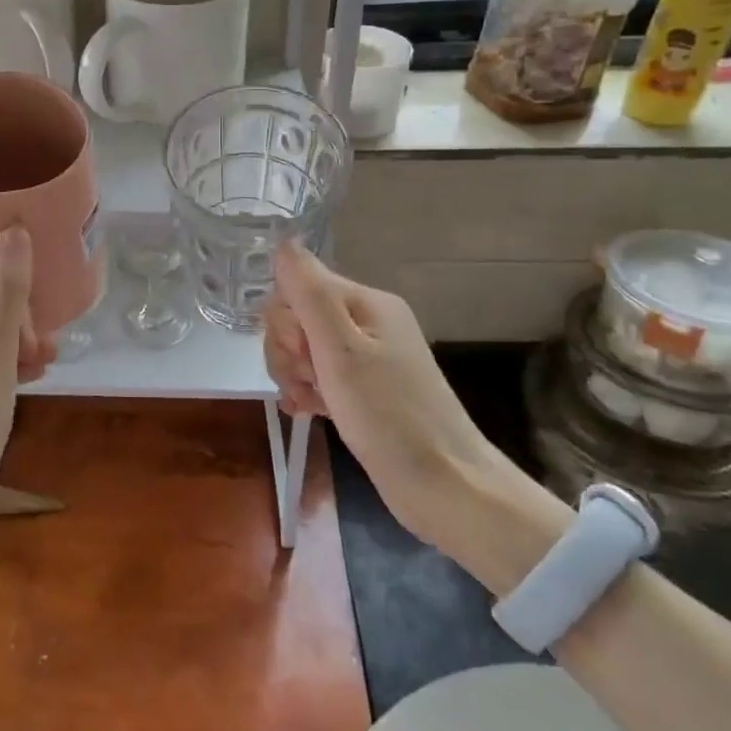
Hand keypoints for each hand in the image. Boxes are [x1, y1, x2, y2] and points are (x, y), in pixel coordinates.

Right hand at [264, 242, 500, 543]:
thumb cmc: (390, 416)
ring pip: (303, 350)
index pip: (298, 287)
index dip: (286, 320)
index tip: (302, 354)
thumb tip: (284, 241)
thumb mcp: (341, 351)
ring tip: (307, 402)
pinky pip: (319, 377)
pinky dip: (306, 391)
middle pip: (298, 318)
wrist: (446, 489)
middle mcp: (368, 323)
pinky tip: (305, 411)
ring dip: (293, 374)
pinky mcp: (363, 391)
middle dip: (287, 350)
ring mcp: (366, 359)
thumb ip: (309, 293)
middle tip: (307, 381)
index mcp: (366, 303)